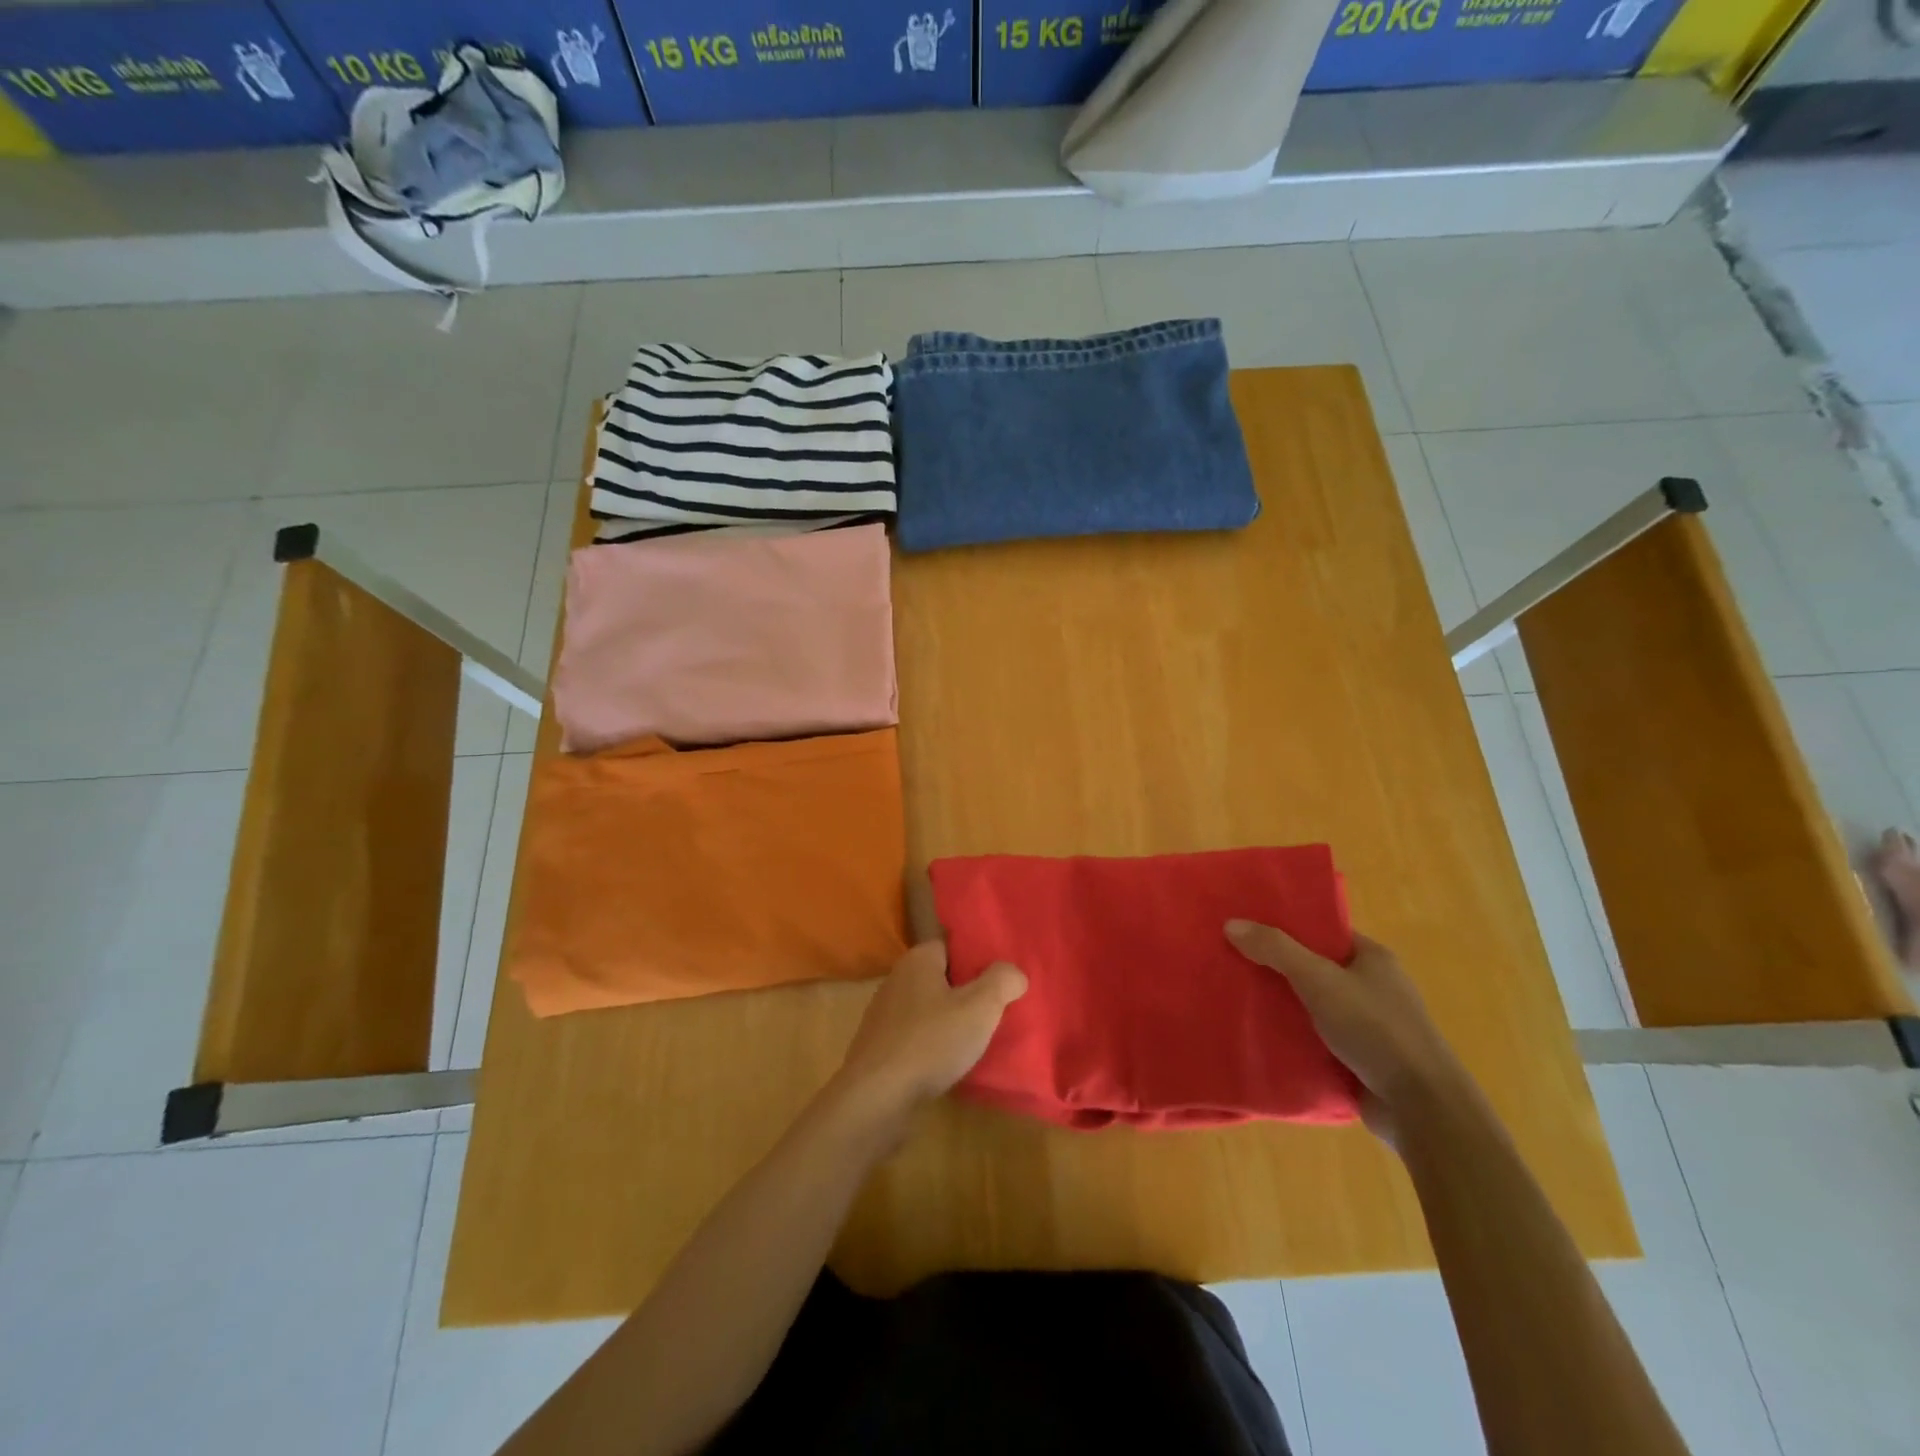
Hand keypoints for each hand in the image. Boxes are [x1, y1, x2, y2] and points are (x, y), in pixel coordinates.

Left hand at [831, 941, 1026, 1127]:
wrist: (876, 1097)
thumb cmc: (931, 1042)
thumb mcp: (980, 1007)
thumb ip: (1002, 981)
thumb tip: (1014, 972)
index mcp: (918, 960)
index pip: (952, 946)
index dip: (978, 960)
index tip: (1000, 980)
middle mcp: (896, 979)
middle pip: (941, 977)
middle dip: (967, 993)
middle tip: (995, 1012)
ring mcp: (884, 1014)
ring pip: (928, 1009)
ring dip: (950, 1021)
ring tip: (977, 1041)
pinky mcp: (879, 1047)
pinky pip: (915, 1036)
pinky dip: (932, 1045)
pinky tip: (949, 1064)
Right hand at [1225, 921, 1462, 1143]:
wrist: (1420, 1107)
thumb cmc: (1375, 1029)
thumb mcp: (1319, 980)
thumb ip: (1276, 950)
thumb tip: (1231, 923)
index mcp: (1372, 958)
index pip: (1323, 932)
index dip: (1286, 927)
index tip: (1248, 927)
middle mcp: (1373, 987)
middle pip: (1314, 967)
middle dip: (1277, 967)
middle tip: (1233, 961)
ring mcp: (1368, 1025)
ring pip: (1313, 1005)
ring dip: (1283, 1005)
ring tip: (1237, 997)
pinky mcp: (1360, 1059)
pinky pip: (1317, 1038)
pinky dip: (1293, 1036)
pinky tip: (1260, 1035)